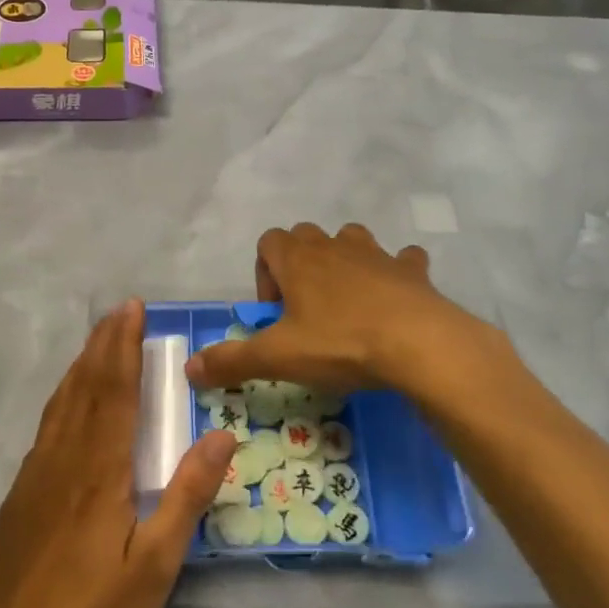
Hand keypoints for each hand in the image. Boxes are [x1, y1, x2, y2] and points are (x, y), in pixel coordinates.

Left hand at [0, 301, 236, 607]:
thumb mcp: (157, 564)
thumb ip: (188, 495)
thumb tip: (222, 435)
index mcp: (101, 469)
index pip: (115, 391)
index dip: (124, 346)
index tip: (132, 310)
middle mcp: (65, 458)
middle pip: (86, 386)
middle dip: (104, 344)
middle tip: (119, 311)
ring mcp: (36, 475)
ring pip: (61, 403)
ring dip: (82, 365)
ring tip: (97, 342)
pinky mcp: (20, 495)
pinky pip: (46, 428)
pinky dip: (62, 398)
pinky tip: (68, 403)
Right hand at [186, 223, 475, 395]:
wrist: (419, 344)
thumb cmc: (340, 344)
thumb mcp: (278, 358)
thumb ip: (231, 361)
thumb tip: (189, 370)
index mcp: (298, 259)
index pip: (268, 242)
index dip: (264, 274)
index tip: (275, 314)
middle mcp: (333, 246)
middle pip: (306, 238)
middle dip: (300, 267)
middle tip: (306, 313)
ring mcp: (376, 254)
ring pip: (351, 241)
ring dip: (345, 263)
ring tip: (347, 306)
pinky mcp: (411, 270)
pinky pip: (401, 261)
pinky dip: (396, 274)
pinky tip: (395, 300)